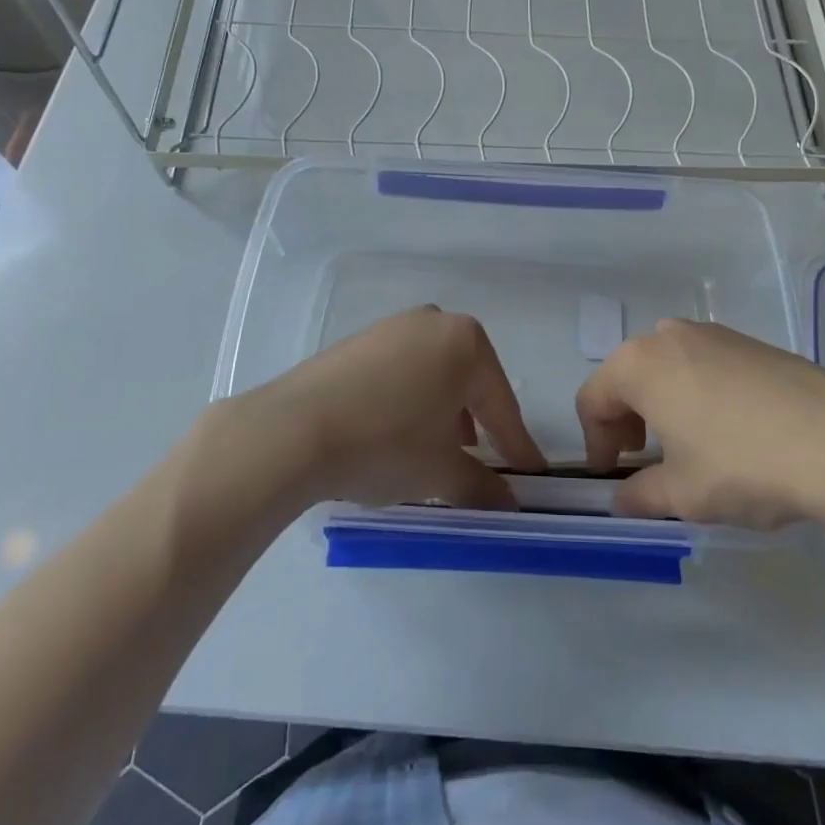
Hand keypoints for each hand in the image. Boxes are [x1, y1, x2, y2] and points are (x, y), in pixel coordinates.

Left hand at [202, 307, 546, 512]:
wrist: (293, 430)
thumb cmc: (386, 443)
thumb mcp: (441, 471)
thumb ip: (482, 485)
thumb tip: (509, 501)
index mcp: (466, 342)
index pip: (502, 403)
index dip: (517, 444)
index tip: (530, 473)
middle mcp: (434, 322)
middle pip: (468, 381)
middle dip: (477, 423)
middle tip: (479, 461)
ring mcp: (392, 327)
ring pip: (433, 373)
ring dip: (442, 412)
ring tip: (434, 451)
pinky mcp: (358, 341)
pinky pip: (400, 370)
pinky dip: (409, 400)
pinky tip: (396, 432)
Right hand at [576, 318, 824, 530]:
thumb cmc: (742, 464)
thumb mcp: (683, 493)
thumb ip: (641, 495)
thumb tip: (623, 500)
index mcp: (638, 364)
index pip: (592, 399)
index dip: (596, 441)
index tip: (612, 475)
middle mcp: (668, 336)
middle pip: (628, 376)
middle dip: (627, 419)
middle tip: (644, 460)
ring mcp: (713, 333)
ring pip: (667, 367)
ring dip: (663, 404)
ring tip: (688, 447)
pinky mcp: (750, 341)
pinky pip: (704, 364)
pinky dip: (698, 393)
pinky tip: (729, 430)